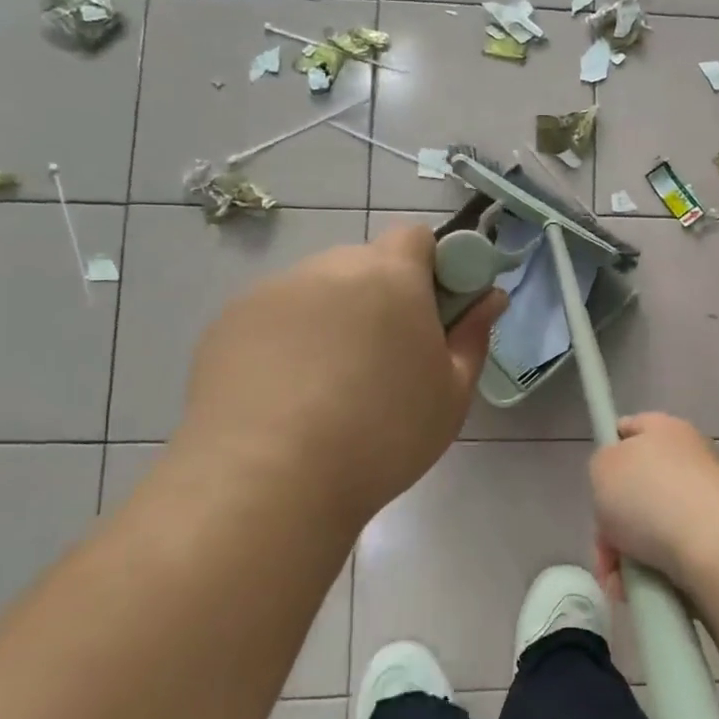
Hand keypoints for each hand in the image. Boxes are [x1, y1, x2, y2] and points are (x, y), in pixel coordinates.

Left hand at [175, 225, 506, 527]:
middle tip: (387, 360)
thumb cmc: (383, 435)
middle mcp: (329, 268)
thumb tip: (491, 297)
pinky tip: (286, 397)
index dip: (433, 267)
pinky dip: (288, 342)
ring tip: (329, 387)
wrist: (267, 482)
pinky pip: (275, 318)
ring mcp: (272, 293)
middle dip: (383, 297)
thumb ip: (473, 336)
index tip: (435, 314)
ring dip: (334, 318)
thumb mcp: (451, 393)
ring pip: (318, 292)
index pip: (417, 236)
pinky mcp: (227, 324)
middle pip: (366, 264)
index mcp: (390, 275)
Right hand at [589, 413, 718, 598]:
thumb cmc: (650, 495)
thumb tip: (620, 481)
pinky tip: (640, 591)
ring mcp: (708, 501)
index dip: (609, 452)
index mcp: (665, 429)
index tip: (596, 484)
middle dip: (612, 525)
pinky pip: (672, 556)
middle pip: (636, 490)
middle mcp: (691, 459)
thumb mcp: (602, 467)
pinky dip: (653, 573)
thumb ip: (603, 465)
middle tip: (604, 548)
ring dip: (627, 556)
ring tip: (619, 582)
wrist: (716, 547)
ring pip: (650, 529)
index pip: (630, 429)